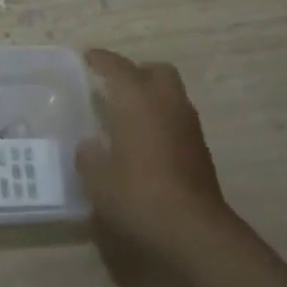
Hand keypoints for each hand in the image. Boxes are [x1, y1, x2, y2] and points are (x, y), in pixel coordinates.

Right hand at [76, 49, 238, 260]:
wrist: (192, 229)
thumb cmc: (137, 194)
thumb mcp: (98, 178)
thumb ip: (89, 156)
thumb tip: (89, 146)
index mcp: (138, 100)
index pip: (117, 67)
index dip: (101, 60)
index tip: (87, 57)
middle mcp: (167, 103)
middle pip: (156, 71)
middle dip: (136, 72)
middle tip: (114, 86)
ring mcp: (188, 126)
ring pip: (171, 94)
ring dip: (151, 97)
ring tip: (126, 115)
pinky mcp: (199, 149)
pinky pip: (176, 119)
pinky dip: (160, 120)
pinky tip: (143, 142)